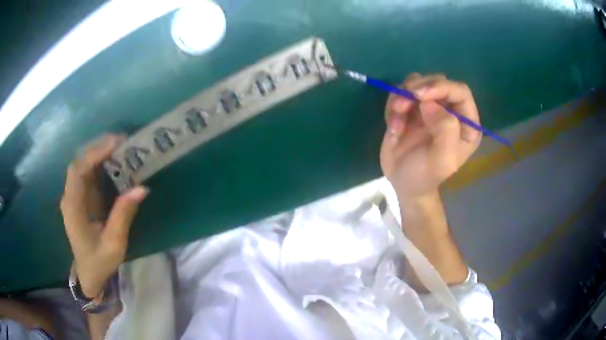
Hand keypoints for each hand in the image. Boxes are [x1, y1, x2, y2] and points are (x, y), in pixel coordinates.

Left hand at [60, 135, 148, 297]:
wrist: (88, 273)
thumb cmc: (99, 261)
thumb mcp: (114, 244)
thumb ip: (123, 215)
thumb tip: (141, 188)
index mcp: (73, 207)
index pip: (78, 171)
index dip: (95, 154)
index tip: (116, 143)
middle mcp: (70, 196)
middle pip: (79, 162)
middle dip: (98, 148)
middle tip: (122, 142)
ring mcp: (74, 196)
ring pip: (83, 165)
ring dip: (99, 153)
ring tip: (121, 147)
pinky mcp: (80, 198)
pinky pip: (88, 174)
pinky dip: (100, 164)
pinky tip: (114, 162)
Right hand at [380, 73, 481, 198]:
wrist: (403, 183)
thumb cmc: (425, 175)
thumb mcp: (441, 161)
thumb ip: (444, 130)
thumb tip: (429, 102)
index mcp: (466, 124)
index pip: (460, 92)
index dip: (442, 87)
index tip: (420, 95)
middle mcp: (450, 111)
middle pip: (438, 81)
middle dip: (419, 88)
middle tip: (401, 105)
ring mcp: (430, 107)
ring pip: (417, 82)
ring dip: (403, 96)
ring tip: (396, 118)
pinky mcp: (411, 108)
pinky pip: (400, 92)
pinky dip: (393, 105)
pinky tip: (393, 127)